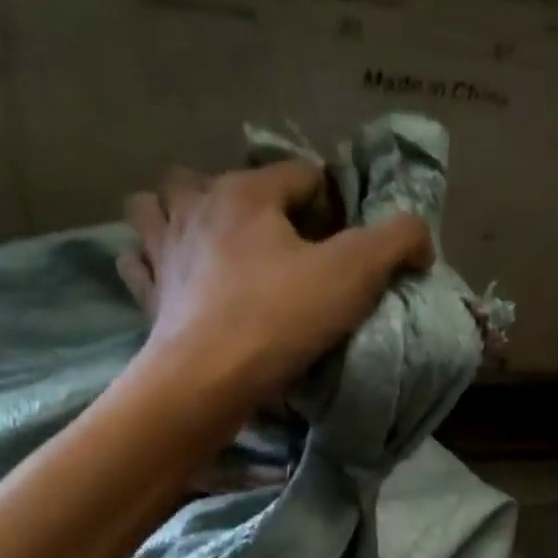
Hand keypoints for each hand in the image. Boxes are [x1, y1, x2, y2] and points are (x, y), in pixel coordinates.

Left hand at [119, 161, 433, 404]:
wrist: (207, 381)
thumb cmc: (279, 320)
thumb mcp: (356, 274)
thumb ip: (398, 241)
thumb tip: (420, 241)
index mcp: (247, 192)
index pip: (300, 175)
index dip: (330, 207)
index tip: (342, 249)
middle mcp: (197, 207)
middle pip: (216, 178)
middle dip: (245, 199)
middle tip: (273, 243)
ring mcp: (164, 251)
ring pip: (156, 206)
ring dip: (178, 214)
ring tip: (205, 241)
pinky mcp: (148, 296)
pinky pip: (137, 262)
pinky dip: (150, 263)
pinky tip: (168, 277)